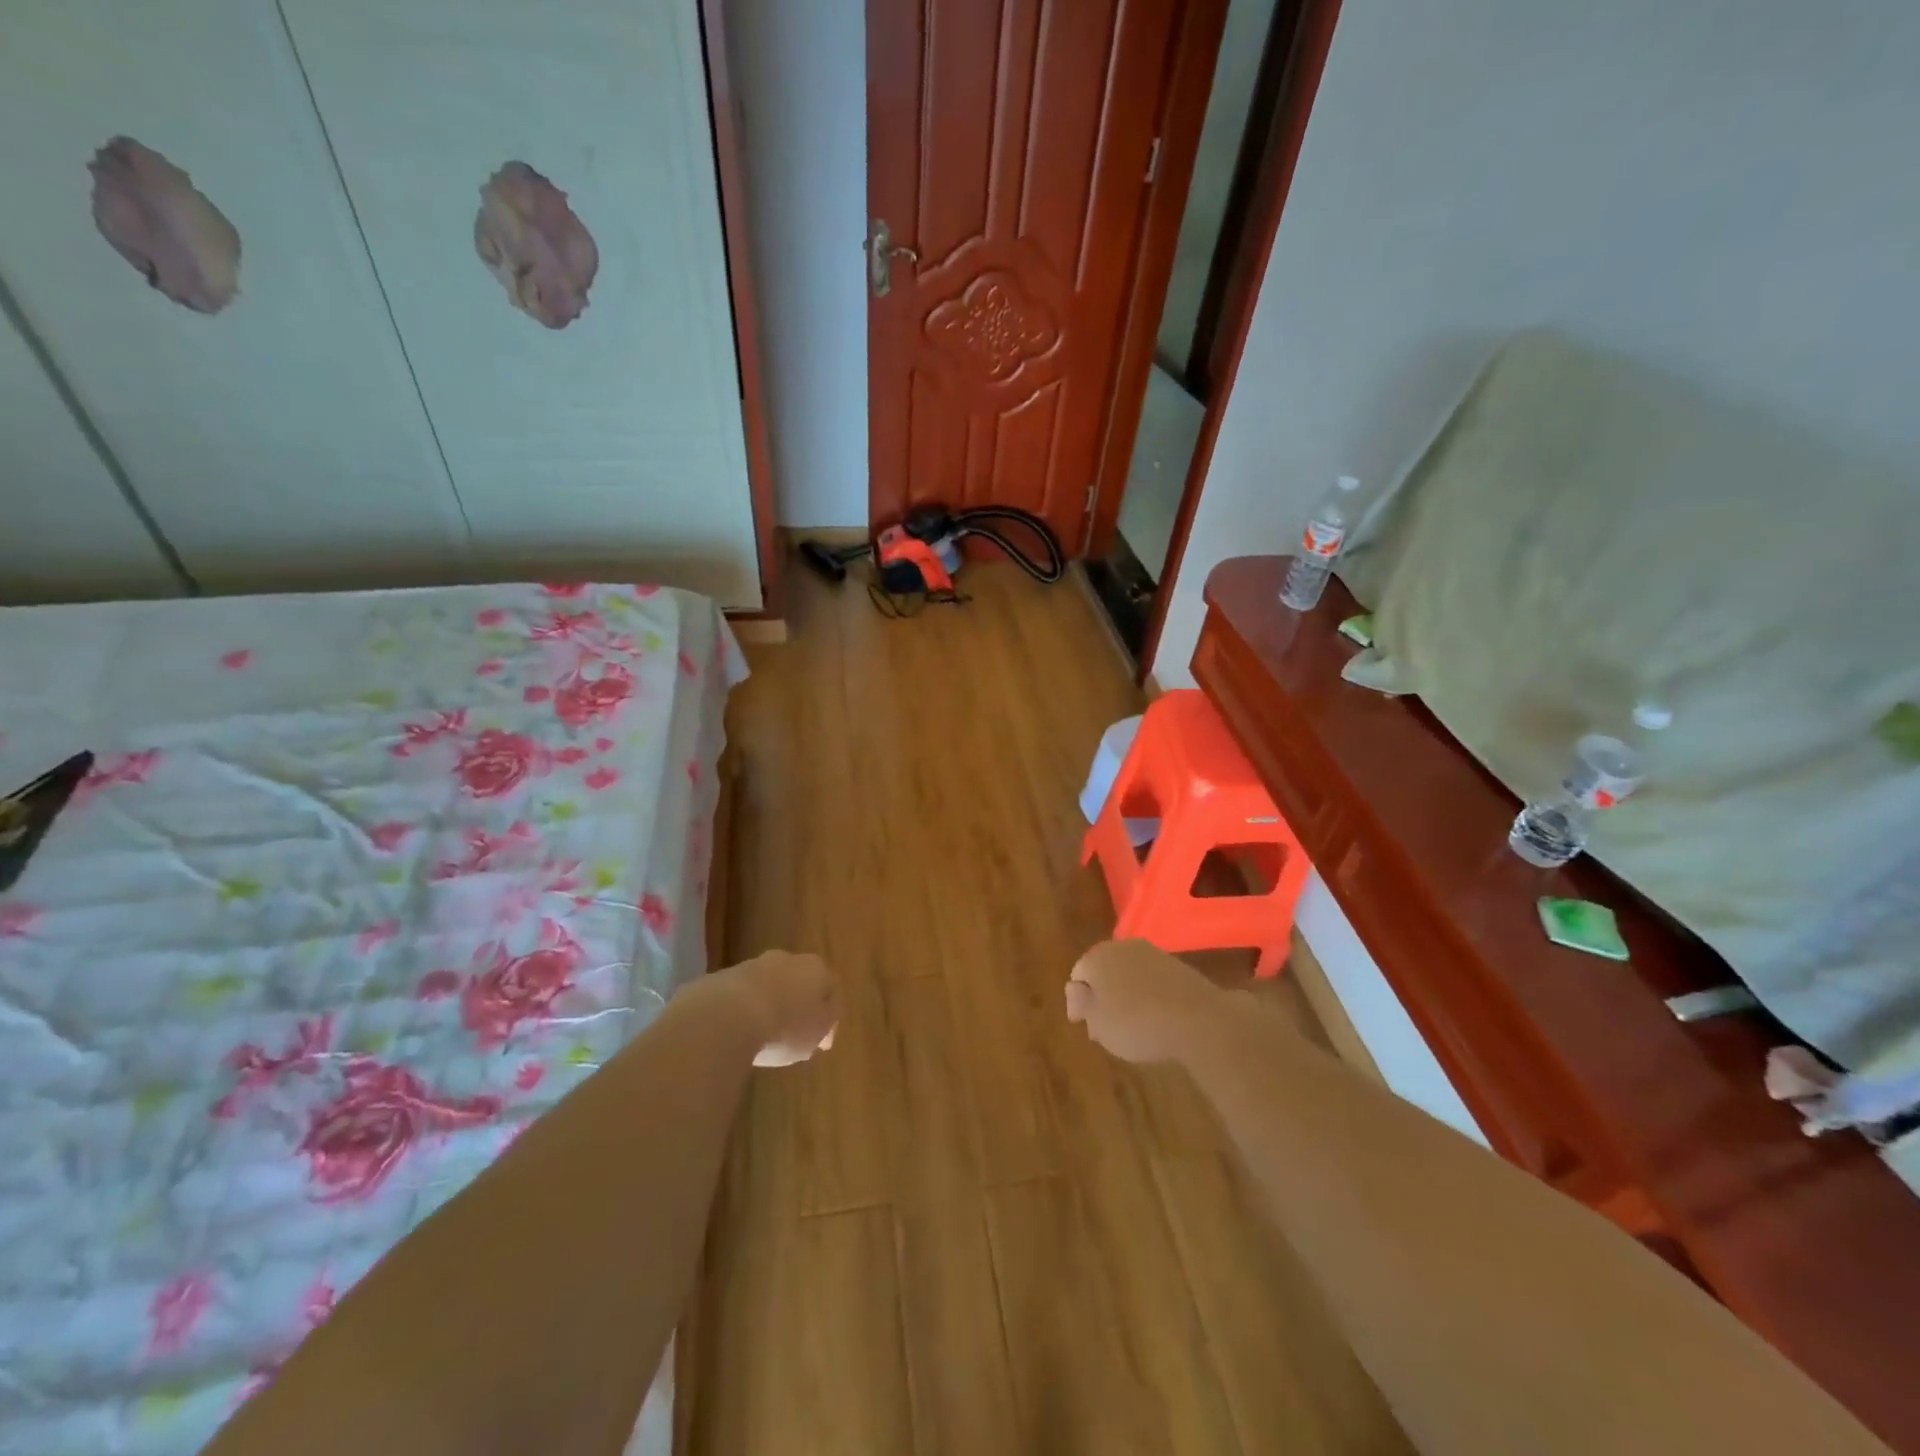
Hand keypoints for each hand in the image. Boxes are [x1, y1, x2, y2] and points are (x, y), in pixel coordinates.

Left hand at [714, 950, 839, 1066]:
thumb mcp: (817, 1033)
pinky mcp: (723, 978)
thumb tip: (824, 1022)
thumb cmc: (785, 1027)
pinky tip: (740, 1033)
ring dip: (770, 1005)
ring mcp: (752, 965)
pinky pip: (742, 996)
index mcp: (816, 968)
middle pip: (798, 982)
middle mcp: (787, 959)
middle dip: (797, 1004)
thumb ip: (826, 1025)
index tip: (821, 1041)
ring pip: (769, 986)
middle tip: (793, 1035)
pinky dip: (744, 1011)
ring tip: (763, 1037)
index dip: (828, 1015)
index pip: (830, 988)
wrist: (727, 1017)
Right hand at [1065, 940, 1221, 1064]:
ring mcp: (1153, 954)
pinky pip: (1152, 980)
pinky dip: (1148, 995)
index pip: (1078, 975)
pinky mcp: (1178, 966)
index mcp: (1098, 956)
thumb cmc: (1137, 1023)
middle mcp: (1123, 947)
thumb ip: (1081, 1003)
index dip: (1077, 1001)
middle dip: (1101, 996)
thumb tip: (1076, 988)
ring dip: (1125, 995)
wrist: (1199, 1019)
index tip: (1084, 1025)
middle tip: (1104, 1028)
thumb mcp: (1098, 1022)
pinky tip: (1155, 1018)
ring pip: (1129, 974)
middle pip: (1104, 971)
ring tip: (1131, 1026)